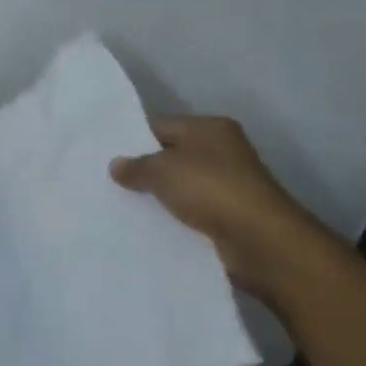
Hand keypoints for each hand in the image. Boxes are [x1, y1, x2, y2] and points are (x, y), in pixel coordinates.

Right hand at [110, 115, 331, 299]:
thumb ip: (136, 166)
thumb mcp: (162, 170)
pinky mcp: (230, 215)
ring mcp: (229, 184)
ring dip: (159, 196)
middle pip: (172, 156)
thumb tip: (116, 165)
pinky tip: (149, 226)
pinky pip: (192, 211)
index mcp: (210, 128)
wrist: (259, 239)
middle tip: (109, 182)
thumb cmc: (210, 189)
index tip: (106, 157)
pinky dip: (174, 217)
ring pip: (181, 186)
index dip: (134, 140)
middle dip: (145, 170)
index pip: (161, 126)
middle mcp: (222, 151)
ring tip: (122, 205)